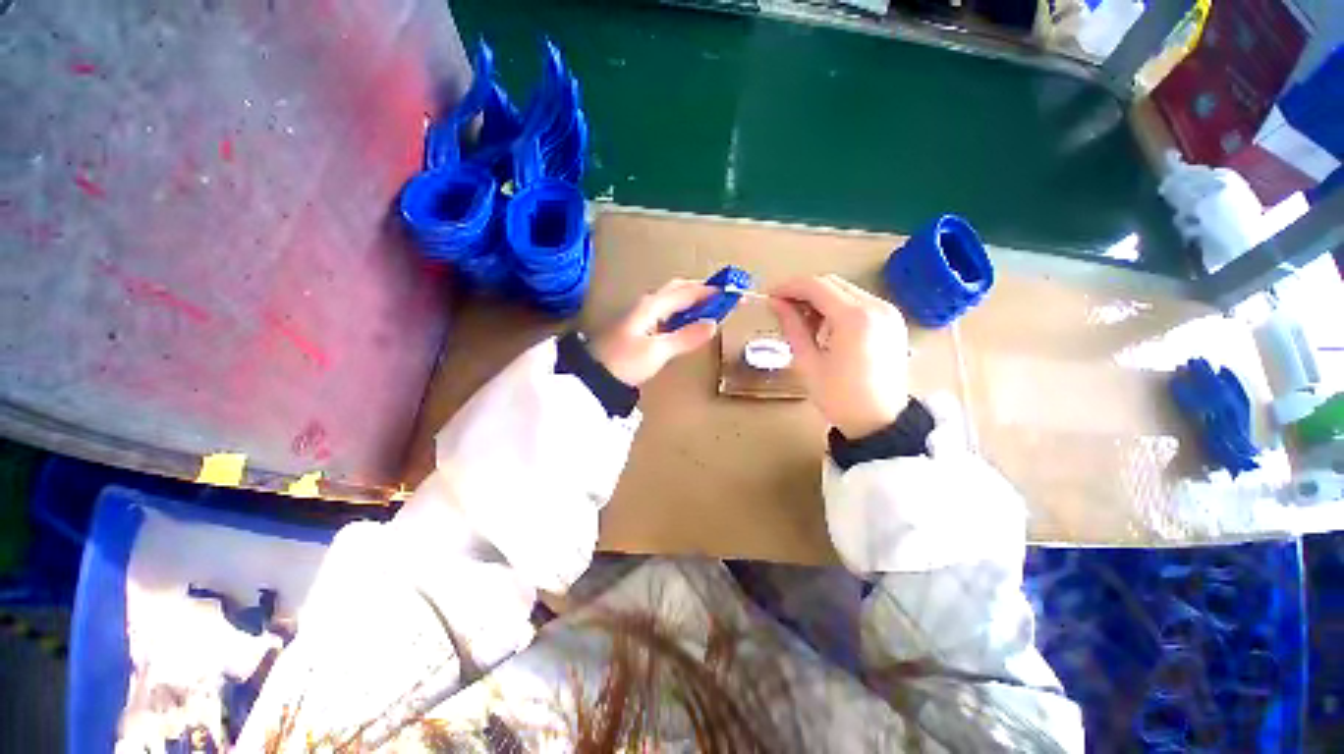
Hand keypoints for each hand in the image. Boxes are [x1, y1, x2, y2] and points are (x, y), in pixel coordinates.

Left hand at [590, 279, 719, 385]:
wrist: (594, 377)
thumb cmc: (625, 362)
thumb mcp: (658, 351)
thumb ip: (686, 337)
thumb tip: (713, 324)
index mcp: (652, 305)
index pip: (686, 291)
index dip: (709, 290)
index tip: (731, 290)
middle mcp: (646, 304)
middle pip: (677, 290)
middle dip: (700, 290)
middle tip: (722, 295)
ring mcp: (641, 315)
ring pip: (671, 300)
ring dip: (691, 300)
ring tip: (710, 306)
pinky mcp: (639, 327)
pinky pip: (665, 312)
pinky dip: (681, 312)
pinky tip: (687, 321)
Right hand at [768, 274, 909, 438]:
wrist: (880, 422)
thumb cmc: (840, 397)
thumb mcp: (808, 362)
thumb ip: (792, 326)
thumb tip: (776, 303)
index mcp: (854, 318)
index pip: (816, 286)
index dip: (788, 287)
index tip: (769, 297)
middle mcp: (876, 306)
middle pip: (831, 283)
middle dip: (803, 292)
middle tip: (782, 310)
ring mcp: (888, 312)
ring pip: (845, 290)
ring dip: (820, 299)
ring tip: (803, 323)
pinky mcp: (893, 320)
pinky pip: (859, 301)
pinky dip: (837, 307)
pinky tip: (826, 327)